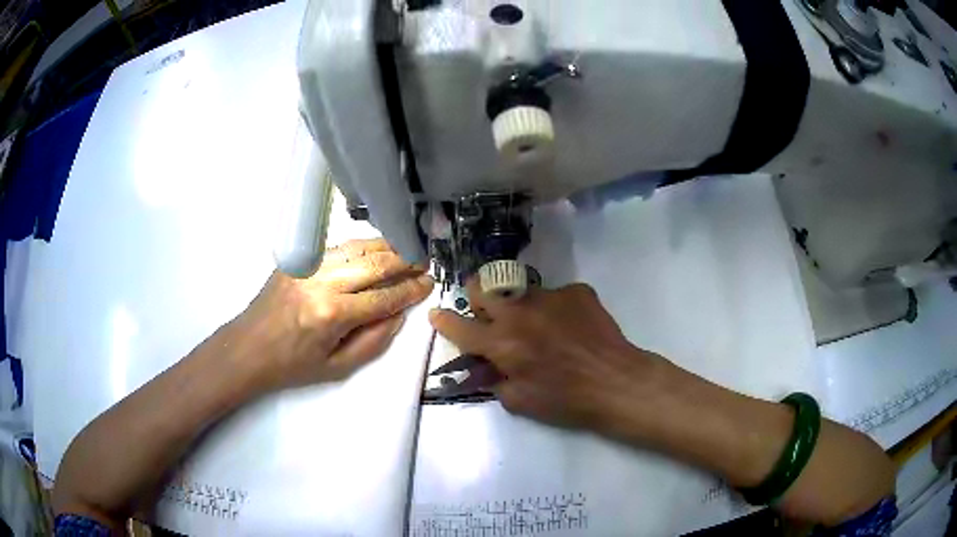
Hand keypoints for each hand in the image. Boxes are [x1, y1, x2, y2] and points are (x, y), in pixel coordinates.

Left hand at [237, 238, 433, 389]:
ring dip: (385, 247)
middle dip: (404, 261)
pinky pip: (336, 248)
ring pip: (356, 247)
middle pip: (374, 263)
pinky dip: (360, 247)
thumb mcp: (337, 367)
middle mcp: (322, 282)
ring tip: (406, 250)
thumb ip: (374, 341)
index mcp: (332, 314)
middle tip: (424, 261)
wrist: (248, 348)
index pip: (383, 296)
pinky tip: (373, 250)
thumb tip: (399, 313)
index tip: (429, 283)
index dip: (410, 290)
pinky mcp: (297, 259)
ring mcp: (307, 265)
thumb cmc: (292, 366)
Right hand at [429, 281, 668, 427]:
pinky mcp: (577, 291)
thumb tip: (486, 368)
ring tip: (541, 327)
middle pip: (481, 289)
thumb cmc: (566, 400)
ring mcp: (550, 296)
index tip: (438, 315)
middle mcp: (519, 311)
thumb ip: (495, 382)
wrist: (617, 382)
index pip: (460, 326)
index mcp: (501, 342)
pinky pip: (555, 295)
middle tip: (486, 313)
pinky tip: (571, 327)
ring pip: (520, 292)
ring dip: (519, 307)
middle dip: (476, 299)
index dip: (444, 321)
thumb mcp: (521, 402)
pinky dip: (555, 310)